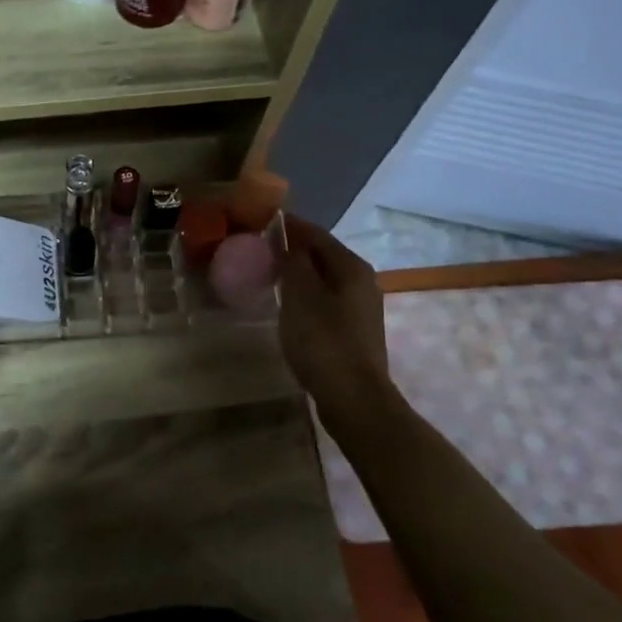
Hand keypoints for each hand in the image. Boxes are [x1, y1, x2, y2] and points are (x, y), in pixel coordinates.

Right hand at [279, 215, 392, 421]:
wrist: (354, 399)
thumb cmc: (323, 341)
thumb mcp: (300, 295)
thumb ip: (293, 261)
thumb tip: (285, 237)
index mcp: (351, 267)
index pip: (316, 234)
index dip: (289, 226)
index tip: (260, 222)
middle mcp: (362, 281)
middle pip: (323, 255)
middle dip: (293, 249)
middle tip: (259, 250)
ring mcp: (360, 307)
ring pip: (324, 279)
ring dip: (298, 274)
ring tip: (268, 275)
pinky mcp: (353, 330)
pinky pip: (325, 300)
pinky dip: (305, 295)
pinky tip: (288, 306)